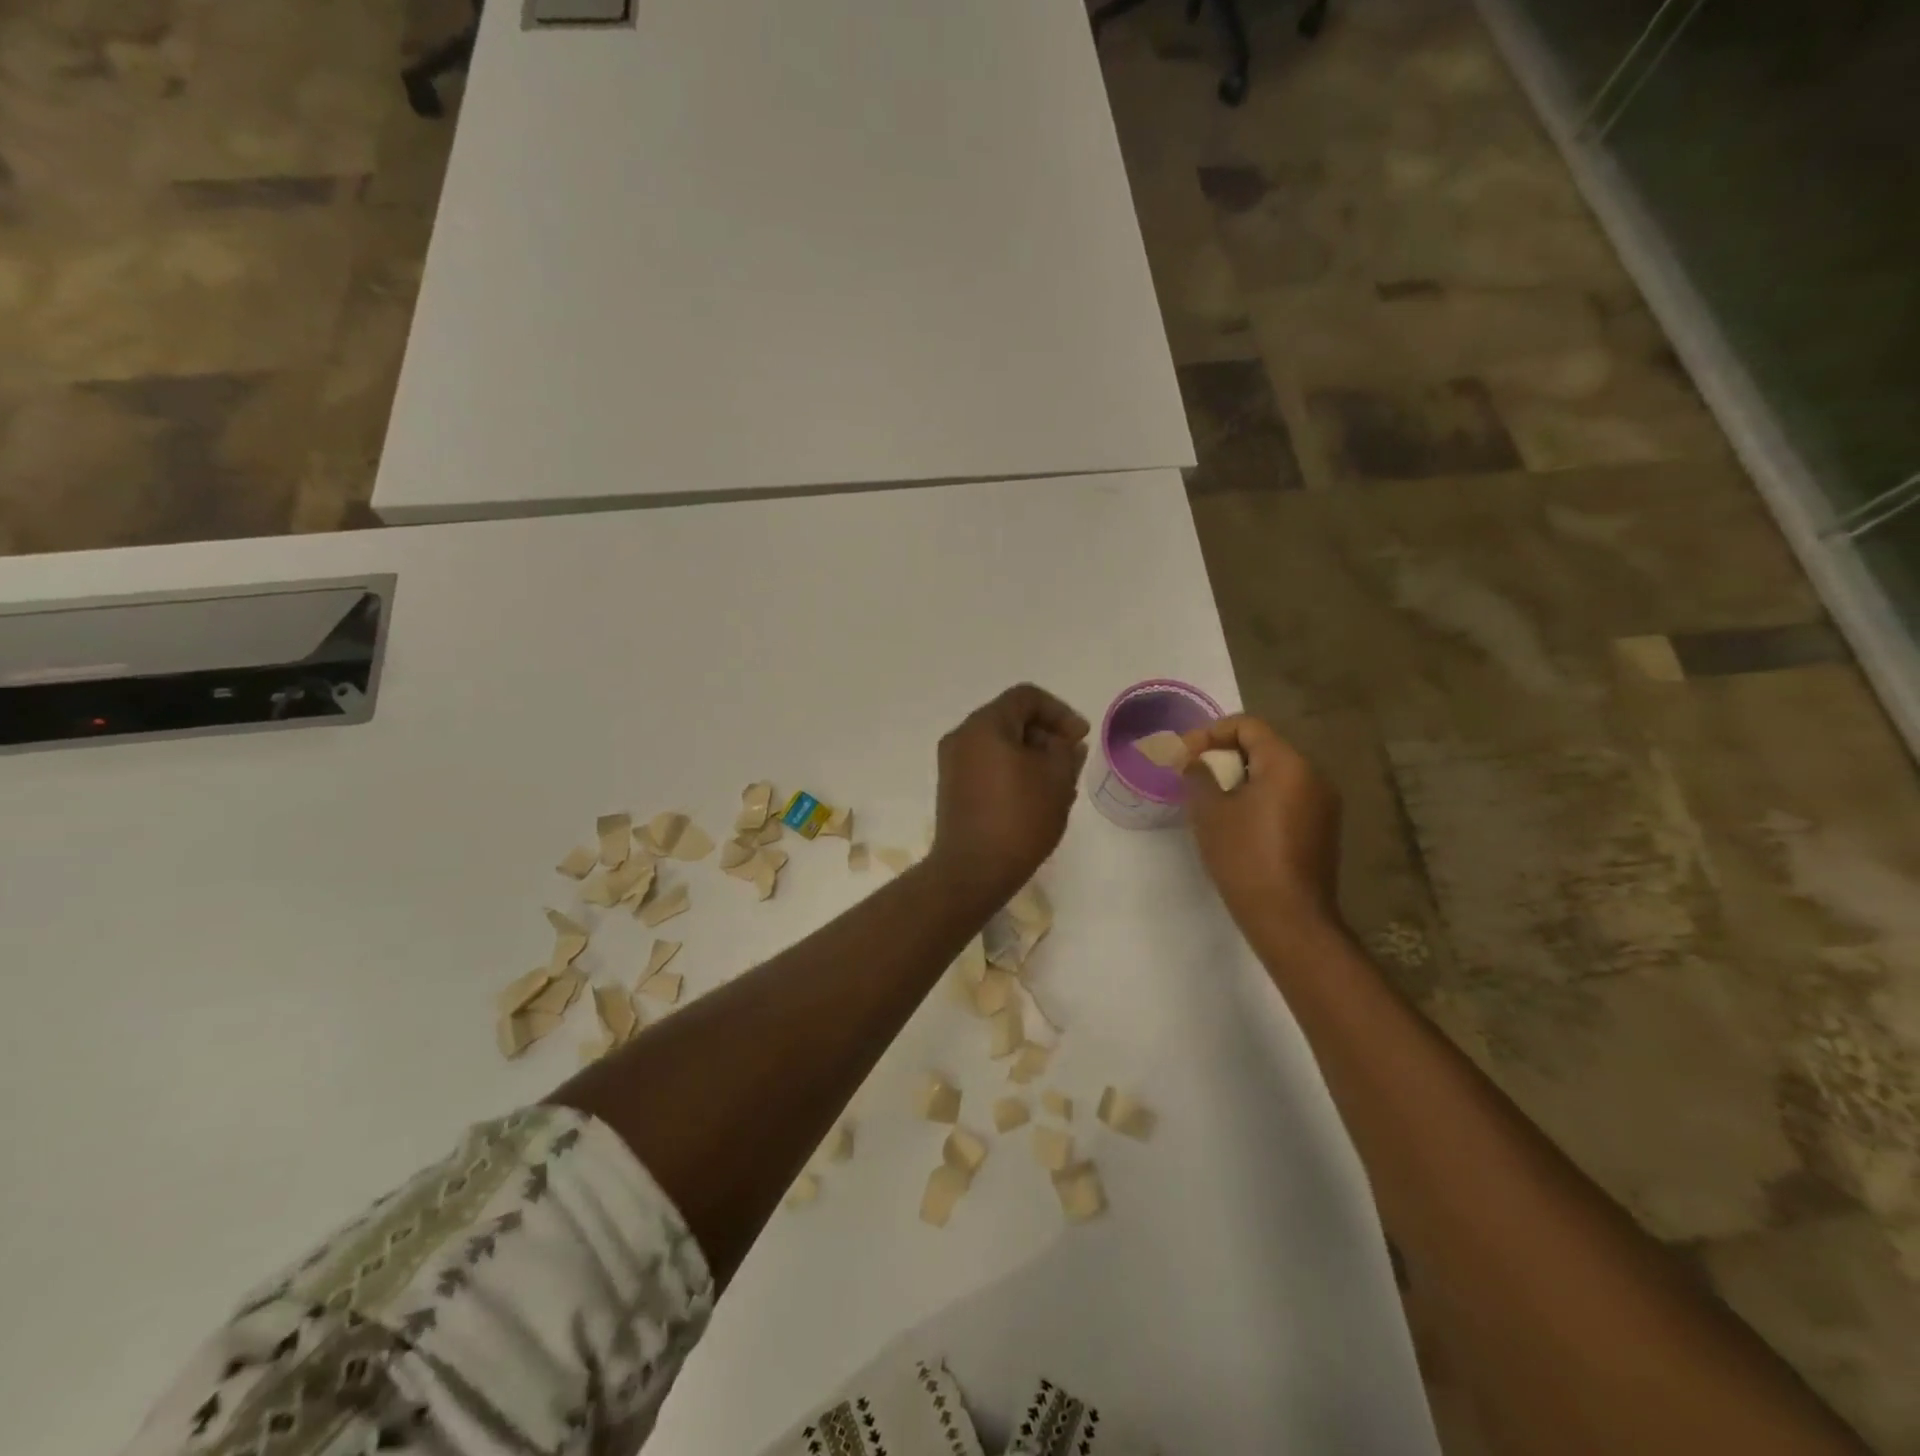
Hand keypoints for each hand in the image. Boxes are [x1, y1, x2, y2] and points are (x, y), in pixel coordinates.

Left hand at [928, 684, 1089, 905]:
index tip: (1080, 738)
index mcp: (984, 725)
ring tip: (1059, 786)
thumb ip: (1066, 750)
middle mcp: (962, 737)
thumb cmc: (1019, 817)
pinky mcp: (953, 789)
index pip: (1026, 697)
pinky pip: (988, 766)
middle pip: (1011, 719)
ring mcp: (953, 764)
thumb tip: (1066, 743)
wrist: (973, 870)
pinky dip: (1013, 772)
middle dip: (1047, 735)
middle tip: (1071, 762)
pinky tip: (1036, 799)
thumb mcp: (1057, 779)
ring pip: (1001, 745)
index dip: (1060, 712)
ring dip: (1033, 757)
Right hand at [1181, 715, 1342, 941]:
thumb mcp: (1209, 811)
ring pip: (1275, 773)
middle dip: (1224, 755)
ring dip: (1241, 778)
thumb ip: (1198, 774)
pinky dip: (1259, 798)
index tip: (1185, 755)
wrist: (1289, 917)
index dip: (1211, 733)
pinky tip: (1237, 822)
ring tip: (1211, 800)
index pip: (1248, 726)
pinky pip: (1286, 796)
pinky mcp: (1322, 828)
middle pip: (1263, 747)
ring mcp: (1323, 803)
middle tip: (1194, 775)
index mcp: (1287, 764)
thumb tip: (1195, 760)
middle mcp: (1313, 775)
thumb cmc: (1245, 857)